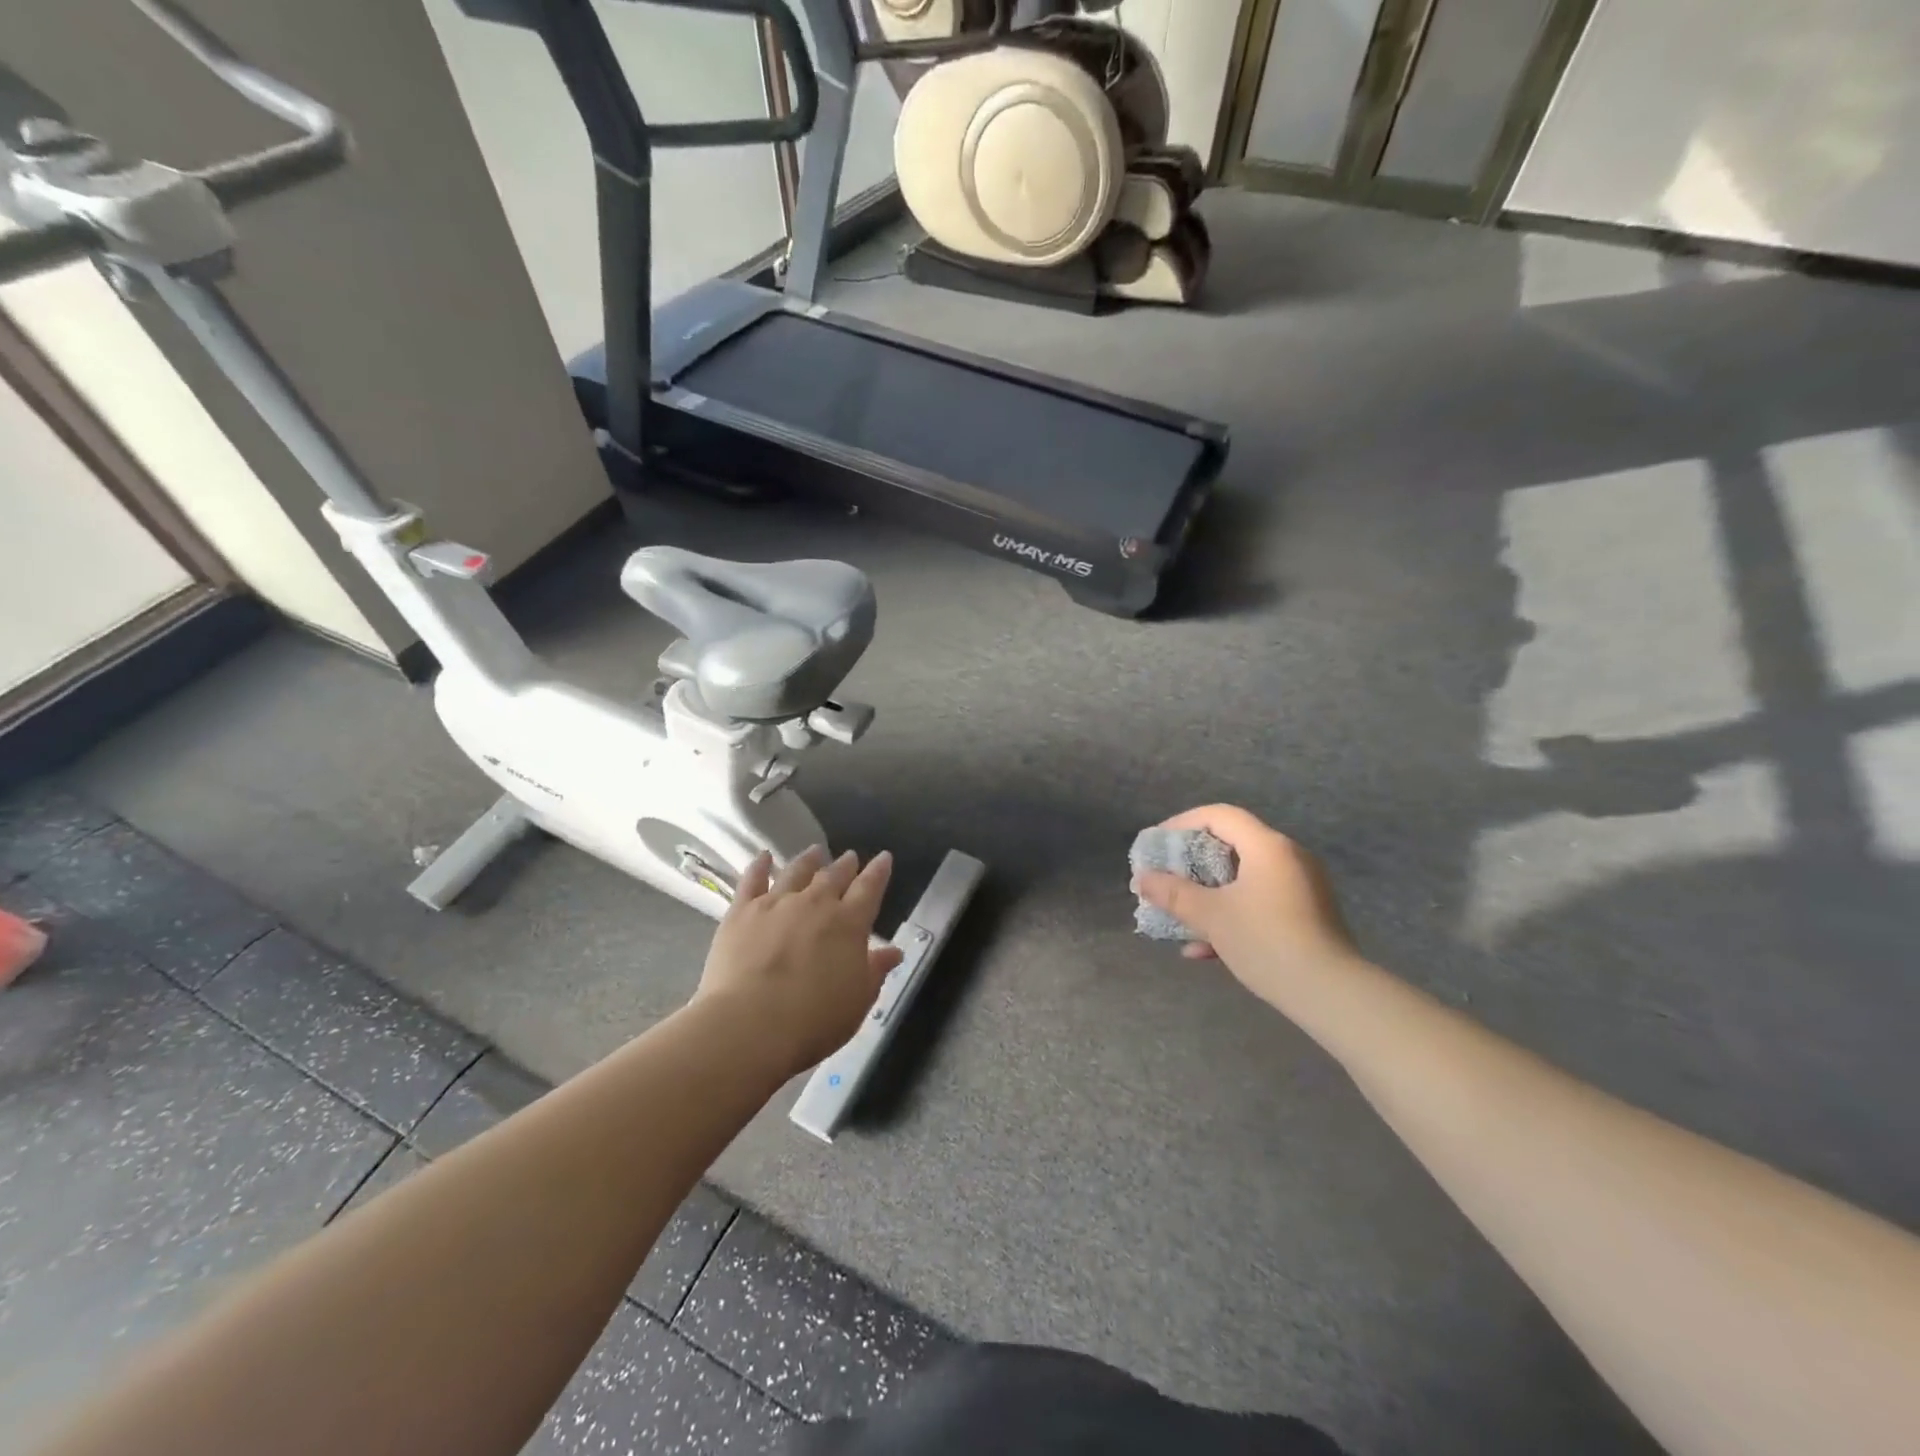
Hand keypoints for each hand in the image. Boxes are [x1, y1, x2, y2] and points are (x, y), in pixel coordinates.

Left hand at [695, 845, 903, 1077]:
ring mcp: (776, 903)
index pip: (869, 888)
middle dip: (845, 865)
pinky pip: (752, 880)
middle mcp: (815, 903)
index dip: (878, 871)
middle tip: (850, 856)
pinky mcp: (742, 912)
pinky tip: (763, 857)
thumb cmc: (813, 1021)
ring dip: (809, 860)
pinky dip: (759, 866)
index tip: (883, 858)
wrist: (749, 1025)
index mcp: (849, 923)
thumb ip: (875, 971)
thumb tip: (893, 951)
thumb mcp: (857, 1001)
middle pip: (834, 876)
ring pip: (796, 871)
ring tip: (815, 852)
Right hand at [1134, 806, 1357, 1004]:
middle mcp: (1288, 857)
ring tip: (1180, 916)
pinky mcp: (1308, 915)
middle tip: (1166, 879)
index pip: (1219, 815)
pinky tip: (1205, 949)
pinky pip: (1261, 902)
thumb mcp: (1211, 916)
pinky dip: (1233, 914)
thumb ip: (1173, 894)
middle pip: (1231, 845)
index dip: (1182, 824)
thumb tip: (1141, 879)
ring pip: (1244, 879)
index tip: (1158, 845)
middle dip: (1192, 864)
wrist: (1331, 993)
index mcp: (1268, 846)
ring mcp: (1302, 887)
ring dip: (1209, 894)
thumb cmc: (1266, 941)